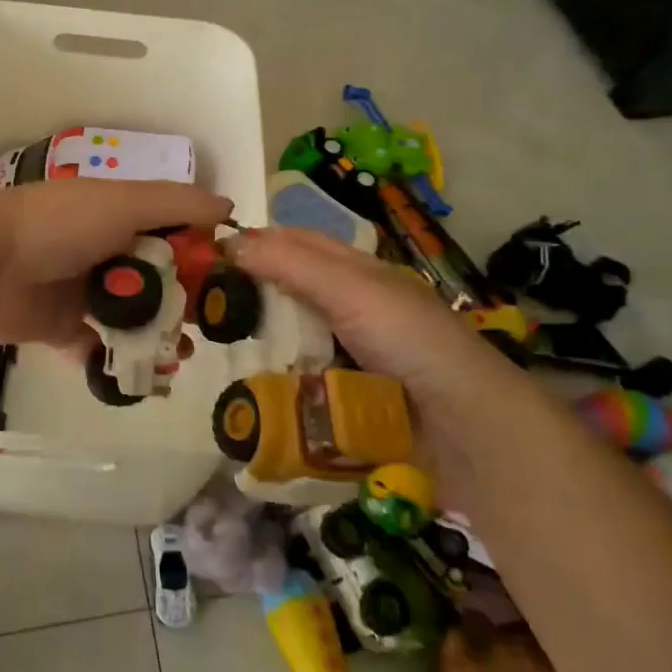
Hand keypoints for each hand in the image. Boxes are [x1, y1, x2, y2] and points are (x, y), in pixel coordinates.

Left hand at [0, 179, 231, 348]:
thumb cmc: (59, 225)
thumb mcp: (124, 202)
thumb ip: (176, 203)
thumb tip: (229, 207)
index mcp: (118, 216)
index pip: (172, 231)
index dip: (201, 253)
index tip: (230, 281)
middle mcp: (104, 251)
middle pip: (156, 278)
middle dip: (185, 302)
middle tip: (208, 327)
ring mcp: (82, 291)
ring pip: (132, 316)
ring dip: (158, 335)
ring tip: (180, 355)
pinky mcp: (63, 328)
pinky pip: (99, 348)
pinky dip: (121, 361)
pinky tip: (148, 375)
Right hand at [228, 227, 535, 502]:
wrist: (469, 431)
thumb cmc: (411, 343)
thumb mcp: (352, 291)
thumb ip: (293, 265)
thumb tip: (231, 240)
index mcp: (361, 274)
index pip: (299, 243)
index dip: (258, 242)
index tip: (208, 254)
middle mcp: (357, 308)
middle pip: (293, 291)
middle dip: (252, 294)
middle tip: (203, 306)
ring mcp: (355, 356)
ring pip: (295, 337)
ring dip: (262, 341)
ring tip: (216, 347)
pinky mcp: (351, 397)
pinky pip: (304, 380)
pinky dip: (279, 379)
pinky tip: (251, 388)